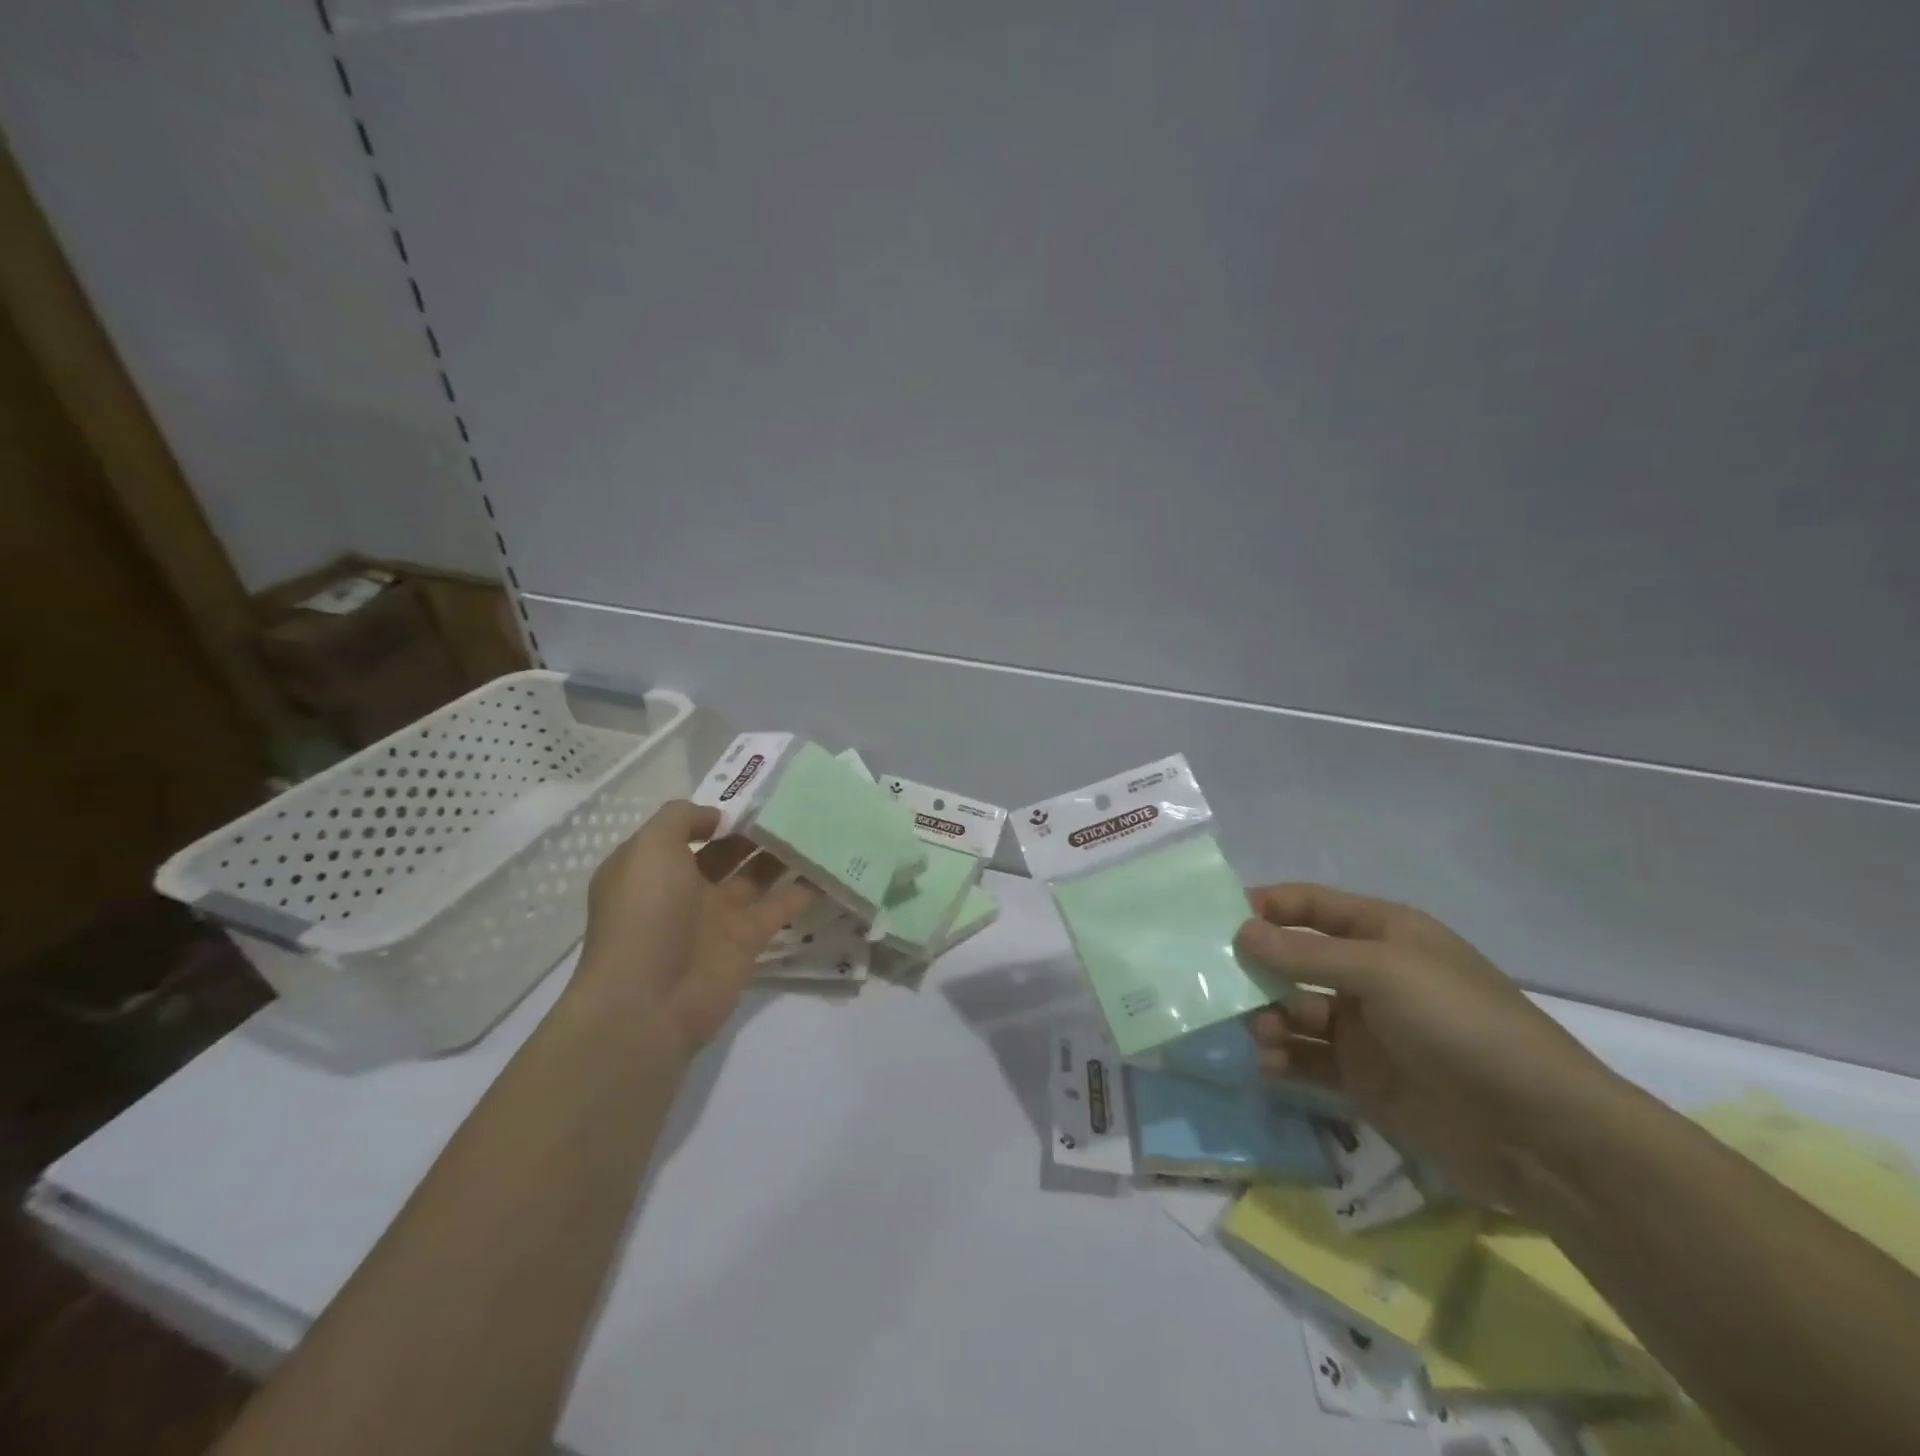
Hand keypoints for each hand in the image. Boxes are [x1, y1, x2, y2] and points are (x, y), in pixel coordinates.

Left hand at [574, 801, 812, 1058]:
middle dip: (757, 830)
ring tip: (817, 827)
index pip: (688, 829)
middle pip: (727, 851)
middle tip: (797, 804)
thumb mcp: (649, 849)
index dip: (719, 812)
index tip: (757, 793)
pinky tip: (829, 868)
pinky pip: (780, 908)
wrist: (649, 1001)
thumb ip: (681, 819)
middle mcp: (684, 888)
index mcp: (653, 866)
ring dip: (783, 855)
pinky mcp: (747, 941)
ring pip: (757, 876)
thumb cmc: (645, 914)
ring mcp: (717, 916)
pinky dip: (804, 891)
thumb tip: (717, 817)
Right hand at [1235, 883, 1620, 1213]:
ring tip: (1260, 1031)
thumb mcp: (1383, 972)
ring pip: (1294, 1009)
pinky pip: (1307, 1058)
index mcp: (1383, 933)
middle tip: (1219, 981)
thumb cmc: (1460, 1026)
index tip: (1217, 919)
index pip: (1310, 905)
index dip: (1266, 906)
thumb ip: (1306, 953)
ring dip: (1268, 1015)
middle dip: (1258, 966)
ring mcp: (1365, 1028)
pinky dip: (1283, 1058)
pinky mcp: (1362, 1078)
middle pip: (1295, 958)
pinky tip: (1269, 1064)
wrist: (1540, 1134)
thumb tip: (1240, 930)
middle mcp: (1369, 974)